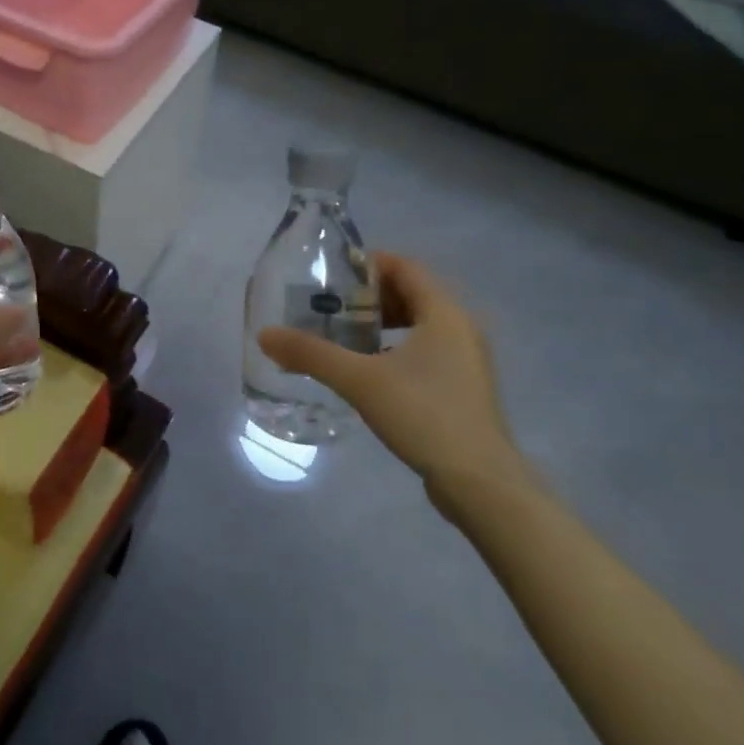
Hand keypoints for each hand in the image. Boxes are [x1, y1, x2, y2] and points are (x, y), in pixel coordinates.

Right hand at [258, 253, 538, 497]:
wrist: (479, 480)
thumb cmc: (424, 414)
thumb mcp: (359, 380)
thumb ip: (311, 354)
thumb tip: (265, 335)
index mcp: (444, 313)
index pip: (406, 267)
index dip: (369, 264)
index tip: (332, 274)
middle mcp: (461, 328)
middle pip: (413, 294)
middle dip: (370, 297)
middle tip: (331, 307)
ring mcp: (467, 360)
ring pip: (420, 325)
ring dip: (382, 325)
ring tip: (344, 337)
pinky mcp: (463, 388)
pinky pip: (426, 351)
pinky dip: (396, 349)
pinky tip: (368, 372)